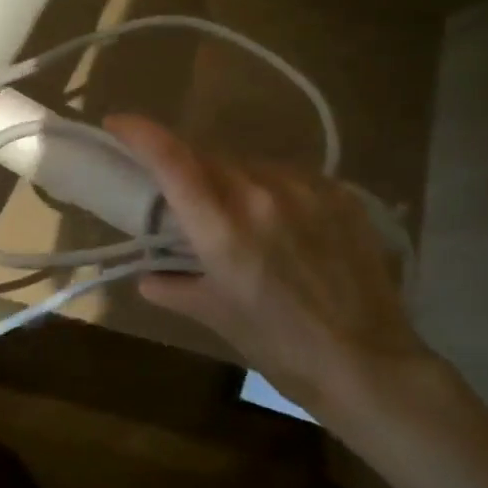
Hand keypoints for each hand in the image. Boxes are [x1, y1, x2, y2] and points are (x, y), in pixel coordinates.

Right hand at [107, 114, 436, 437]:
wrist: (371, 365)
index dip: (140, 133)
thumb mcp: (218, 317)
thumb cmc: (282, 348)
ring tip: (235, 210)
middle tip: (179, 189)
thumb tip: (148, 278)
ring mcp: (305, 189)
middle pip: (208, 156)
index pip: (172, 160)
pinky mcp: (339, 194)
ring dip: (229, 176)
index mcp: (223, 228)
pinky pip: (289, 175)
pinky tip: (279, 217)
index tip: (116, 122)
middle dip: (185, 164)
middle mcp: (261, 194)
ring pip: (249, 163)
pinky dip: (270, 187)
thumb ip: (174, 288)